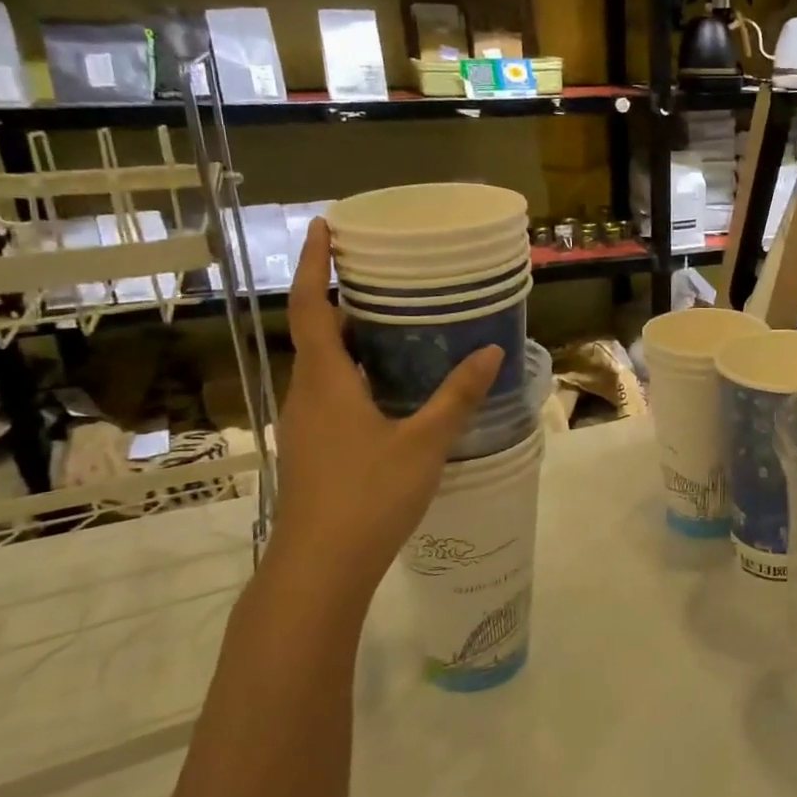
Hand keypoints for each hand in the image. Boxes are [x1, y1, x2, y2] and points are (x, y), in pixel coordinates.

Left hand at [263, 219, 500, 606]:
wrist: (319, 569)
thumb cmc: (368, 496)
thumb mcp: (424, 442)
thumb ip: (457, 396)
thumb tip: (491, 351)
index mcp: (326, 381)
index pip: (313, 307)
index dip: (317, 265)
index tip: (326, 228)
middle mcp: (307, 395)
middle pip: (318, 334)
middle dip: (344, 302)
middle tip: (385, 281)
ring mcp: (306, 425)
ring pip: (325, 368)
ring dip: (351, 342)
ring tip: (395, 329)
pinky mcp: (314, 449)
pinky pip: (331, 394)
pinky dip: (356, 375)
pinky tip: (392, 392)